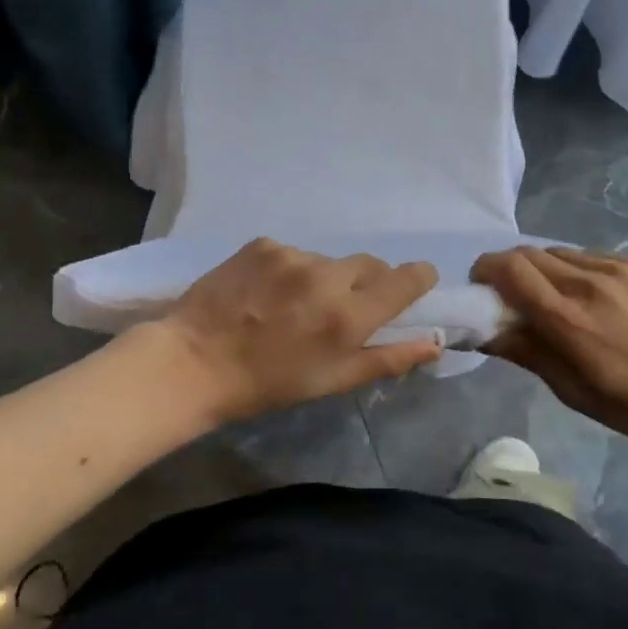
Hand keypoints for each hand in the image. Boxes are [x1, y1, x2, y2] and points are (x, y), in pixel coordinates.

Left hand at [153, 239, 441, 425]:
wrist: (193, 362)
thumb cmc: (267, 383)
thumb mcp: (332, 381)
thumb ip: (387, 358)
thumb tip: (434, 342)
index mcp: (348, 316)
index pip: (405, 279)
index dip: (418, 277)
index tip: (416, 282)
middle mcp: (326, 277)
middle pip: (369, 264)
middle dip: (367, 282)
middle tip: (342, 308)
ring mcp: (292, 255)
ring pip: (328, 260)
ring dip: (323, 278)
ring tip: (293, 305)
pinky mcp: (262, 244)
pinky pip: (292, 253)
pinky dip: (290, 270)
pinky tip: (266, 293)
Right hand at [472, 247, 627, 441]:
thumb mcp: (574, 391)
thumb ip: (527, 353)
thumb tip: (483, 332)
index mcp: (566, 317)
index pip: (509, 268)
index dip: (485, 270)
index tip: (480, 288)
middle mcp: (585, 282)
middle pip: (527, 252)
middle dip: (507, 268)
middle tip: (508, 294)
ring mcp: (615, 268)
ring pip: (558, 251)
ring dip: (540, 267)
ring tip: (551, 296)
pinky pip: (589, 256)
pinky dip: (573, 268)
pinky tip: (589, 295)